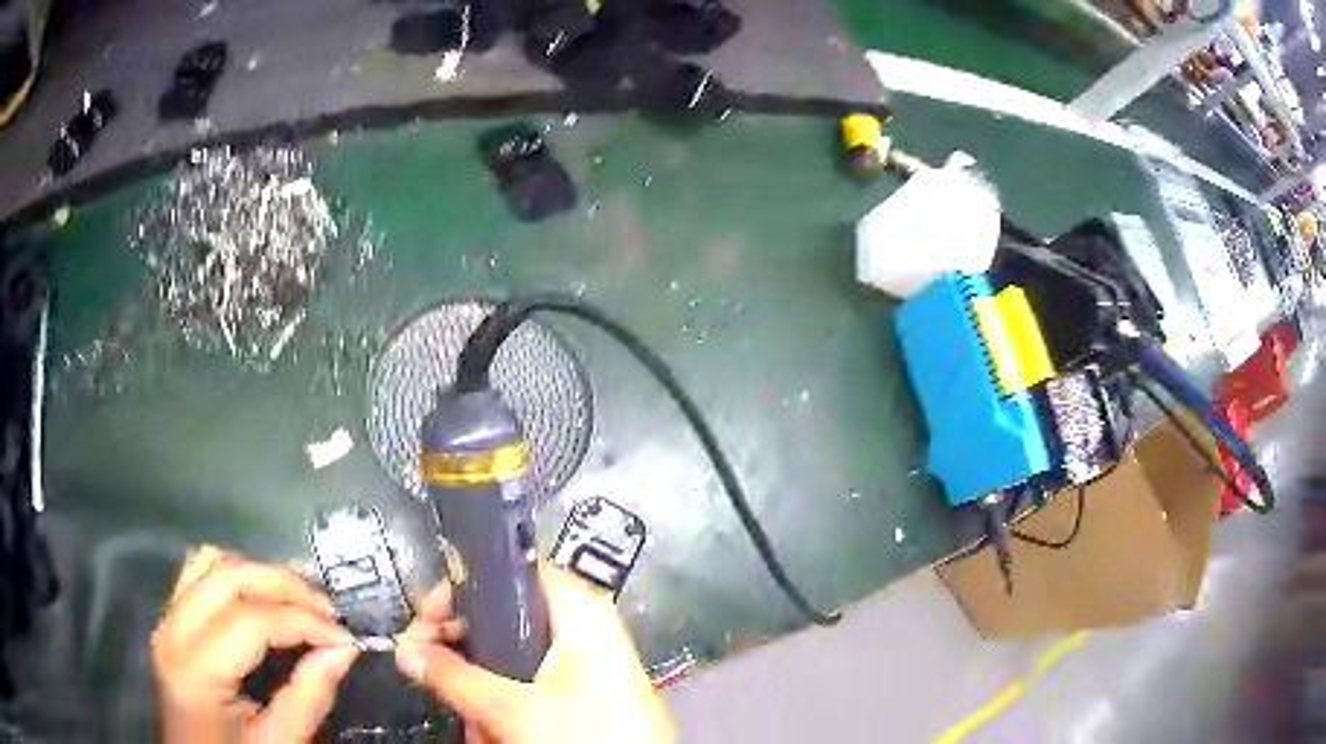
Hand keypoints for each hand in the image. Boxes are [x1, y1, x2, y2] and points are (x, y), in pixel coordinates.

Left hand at [151, 545, 358, 742]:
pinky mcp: (169, 615)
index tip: (346, 638)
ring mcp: (166, 617)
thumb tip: (343, 649)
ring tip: (297, 601)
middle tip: (328, 611)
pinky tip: (260, 596)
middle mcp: (173, 630)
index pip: (251, 619)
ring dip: (258, 573)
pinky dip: (233, 572)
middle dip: (285, 585)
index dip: (303, 621)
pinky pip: (197, 571)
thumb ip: (308, 698)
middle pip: (228, 576)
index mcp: (196, 671)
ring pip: (211, 561)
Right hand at [394, 566, 673, 743]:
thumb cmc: (590, 734)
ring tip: (476, 724)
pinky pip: (525, 690)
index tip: (425, 621)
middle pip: (501, 621)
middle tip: (431, 672)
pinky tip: (494, 734)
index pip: (508, 572)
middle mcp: (581, 631)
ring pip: (508, 663)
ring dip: (480, 693)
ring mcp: (581, 668)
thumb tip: (408, 650)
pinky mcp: (579, 697)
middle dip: (463, 656)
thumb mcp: (513, 707)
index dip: (460, 589)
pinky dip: (502, 709)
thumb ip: (453, 676)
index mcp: (578, 612)